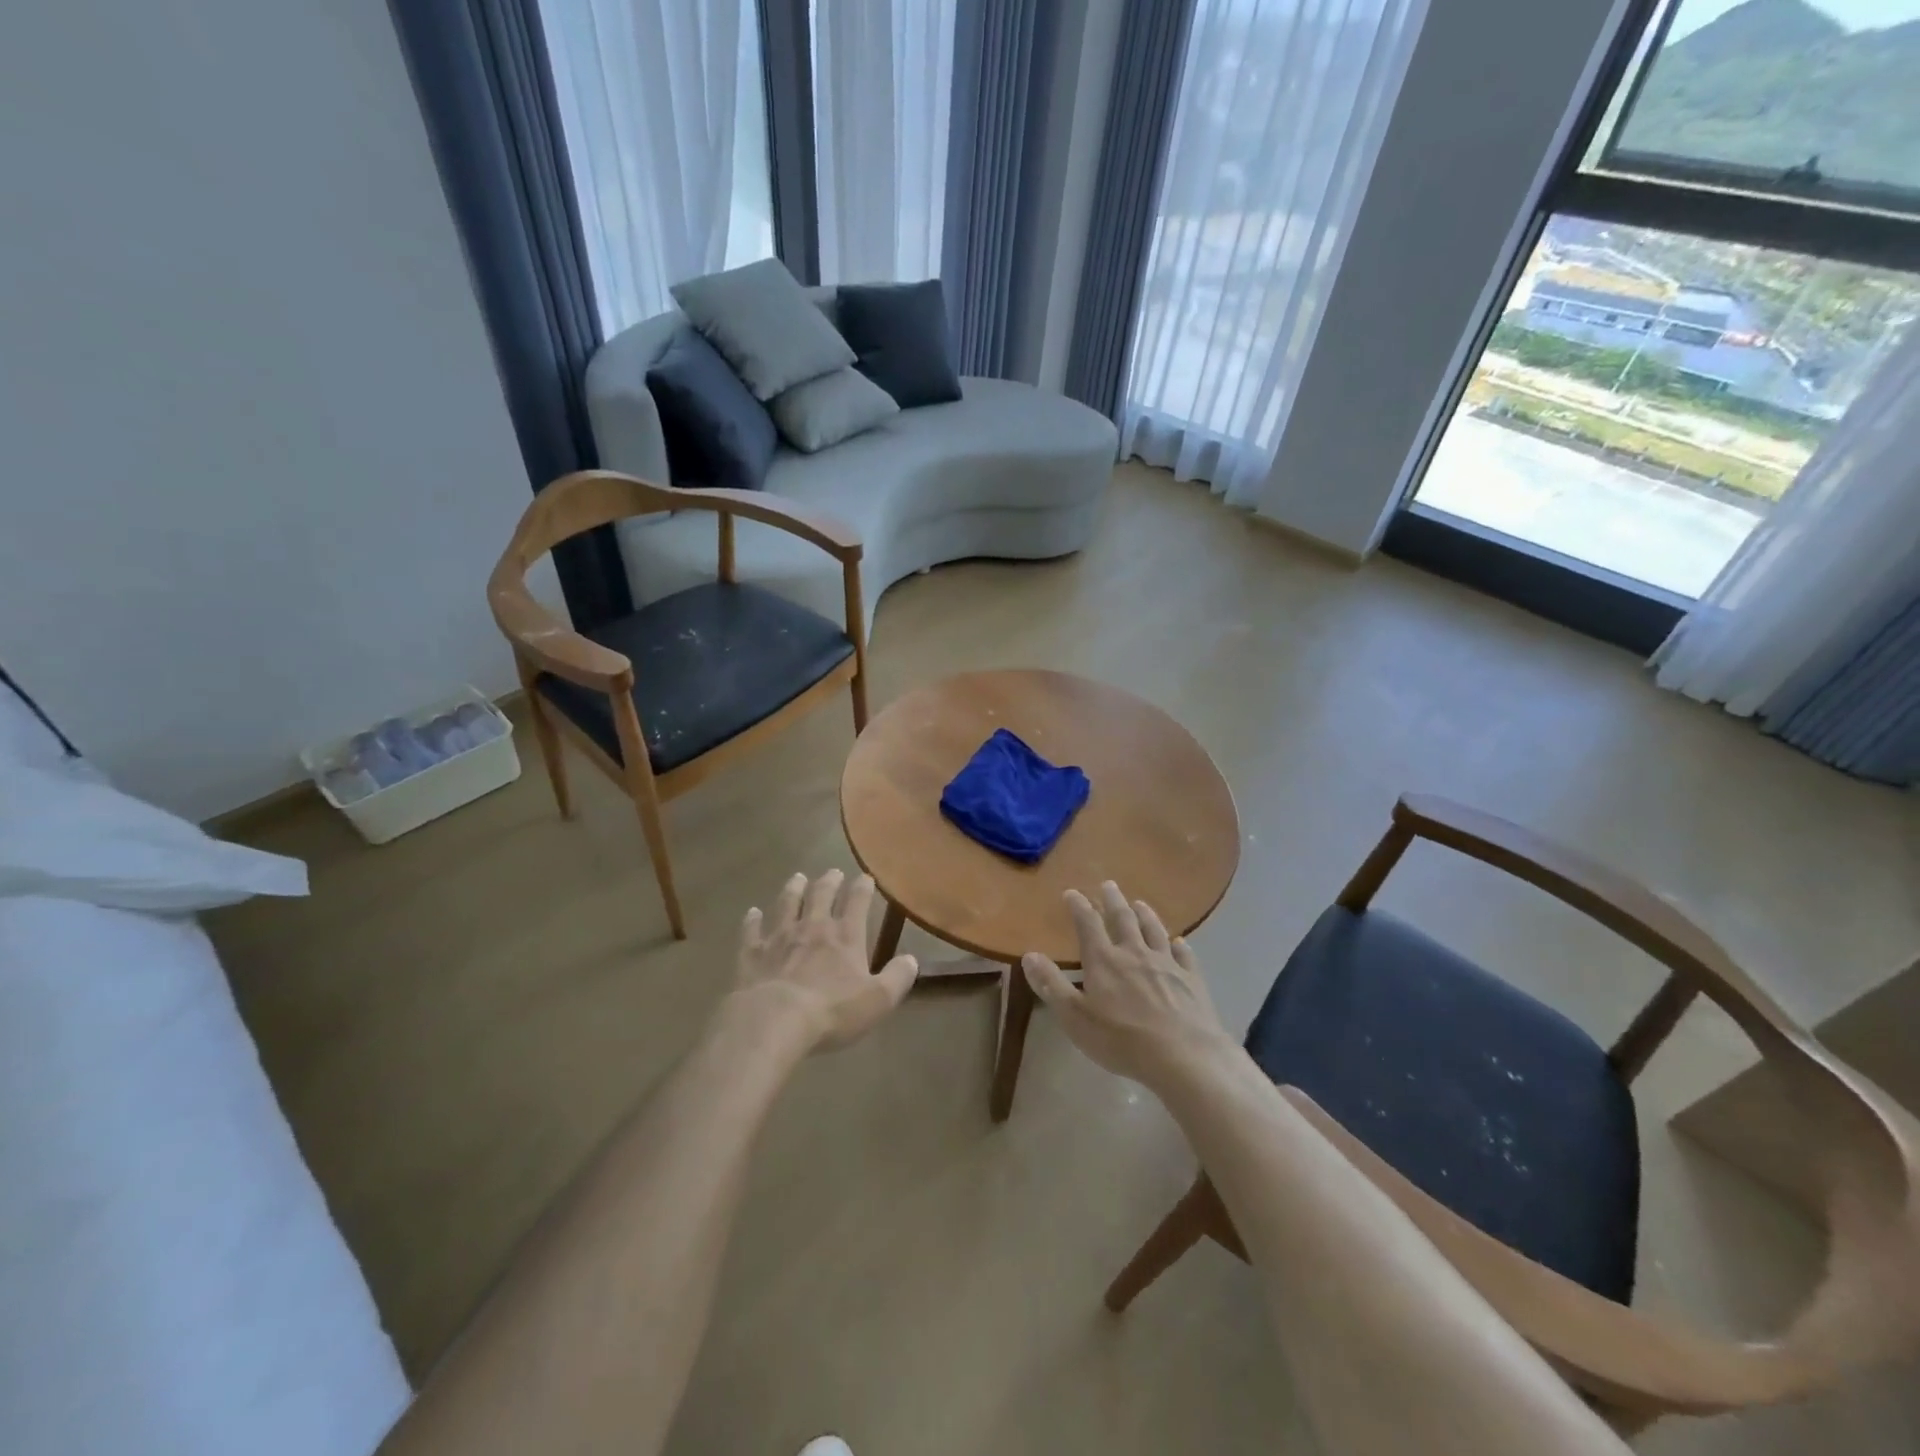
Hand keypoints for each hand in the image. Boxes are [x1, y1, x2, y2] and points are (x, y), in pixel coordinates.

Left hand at [732, 870, 917, 1051]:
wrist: (773, 1020)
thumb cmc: (831, 1011)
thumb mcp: (877, 1000)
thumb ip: (898, 978)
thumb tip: (912, 959)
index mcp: (846, 936)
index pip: (857, 902)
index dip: (863, 888)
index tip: (865, 877)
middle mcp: (813, 927)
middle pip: (821, 895)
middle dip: (829, 881)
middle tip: (833, 872)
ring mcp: (779, 937)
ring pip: (787, 904)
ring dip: (793, 889)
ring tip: (797, 877)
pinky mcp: (752, 952)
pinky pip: (752, 930)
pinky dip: (752, 920)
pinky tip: (752, 912)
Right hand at [1022, 882, 1232, 1087]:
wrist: (1183, 1056)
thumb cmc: (1122, 1040)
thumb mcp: (1075, 1017)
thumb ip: (1051, 985)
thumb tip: (1029, 955)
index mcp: (1104, 961)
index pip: (1088, 923)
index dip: (1079, 906)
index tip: (1071, 892)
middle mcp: (1135, 953)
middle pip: (1123, 919)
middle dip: (1113, 900)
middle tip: (1109, 884)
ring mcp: (1167, 964)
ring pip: (1154, 930)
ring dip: (1145, 914)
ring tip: (1139, 903)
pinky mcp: (1192, 979)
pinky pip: (1184, 955)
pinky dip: (1180, 945)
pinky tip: (1180, 942)